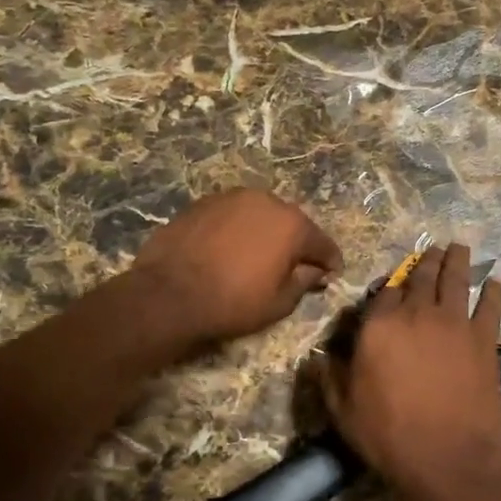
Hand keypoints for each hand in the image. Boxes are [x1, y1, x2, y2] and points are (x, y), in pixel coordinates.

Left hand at [130, 190, 341, 345]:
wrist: (169, 293)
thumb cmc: (233, 302)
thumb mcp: (279, 303)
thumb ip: (304, 282)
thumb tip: (316, 272)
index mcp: (293, 224)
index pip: (323, 243)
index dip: (330, 262)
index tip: (331, 274)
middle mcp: (267, 201)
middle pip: (292, 223)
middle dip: (296, 244)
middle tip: (294, 266)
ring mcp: (232, 197)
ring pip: (260, 215)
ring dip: (265, 232)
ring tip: (259, 256)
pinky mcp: (203, 202)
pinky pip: (232, 216)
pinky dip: (238, 230)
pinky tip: (230, 249)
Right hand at [321, 244, 500, 500]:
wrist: (449, 459)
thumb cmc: (389, 436)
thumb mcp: (343, 411)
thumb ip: (329, 378)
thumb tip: (317, 358)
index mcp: (380, 326)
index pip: (384, 293)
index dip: (389, 287)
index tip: (393, 286)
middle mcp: (418, 314)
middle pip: (422, 277)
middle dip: (426, 261)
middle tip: (433, 249)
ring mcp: (456, 324)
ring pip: (457, 281)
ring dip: (457, 262)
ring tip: (459, 248)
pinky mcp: (486, 341)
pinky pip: (491, 307)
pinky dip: (493, 292)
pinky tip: (495, 282)